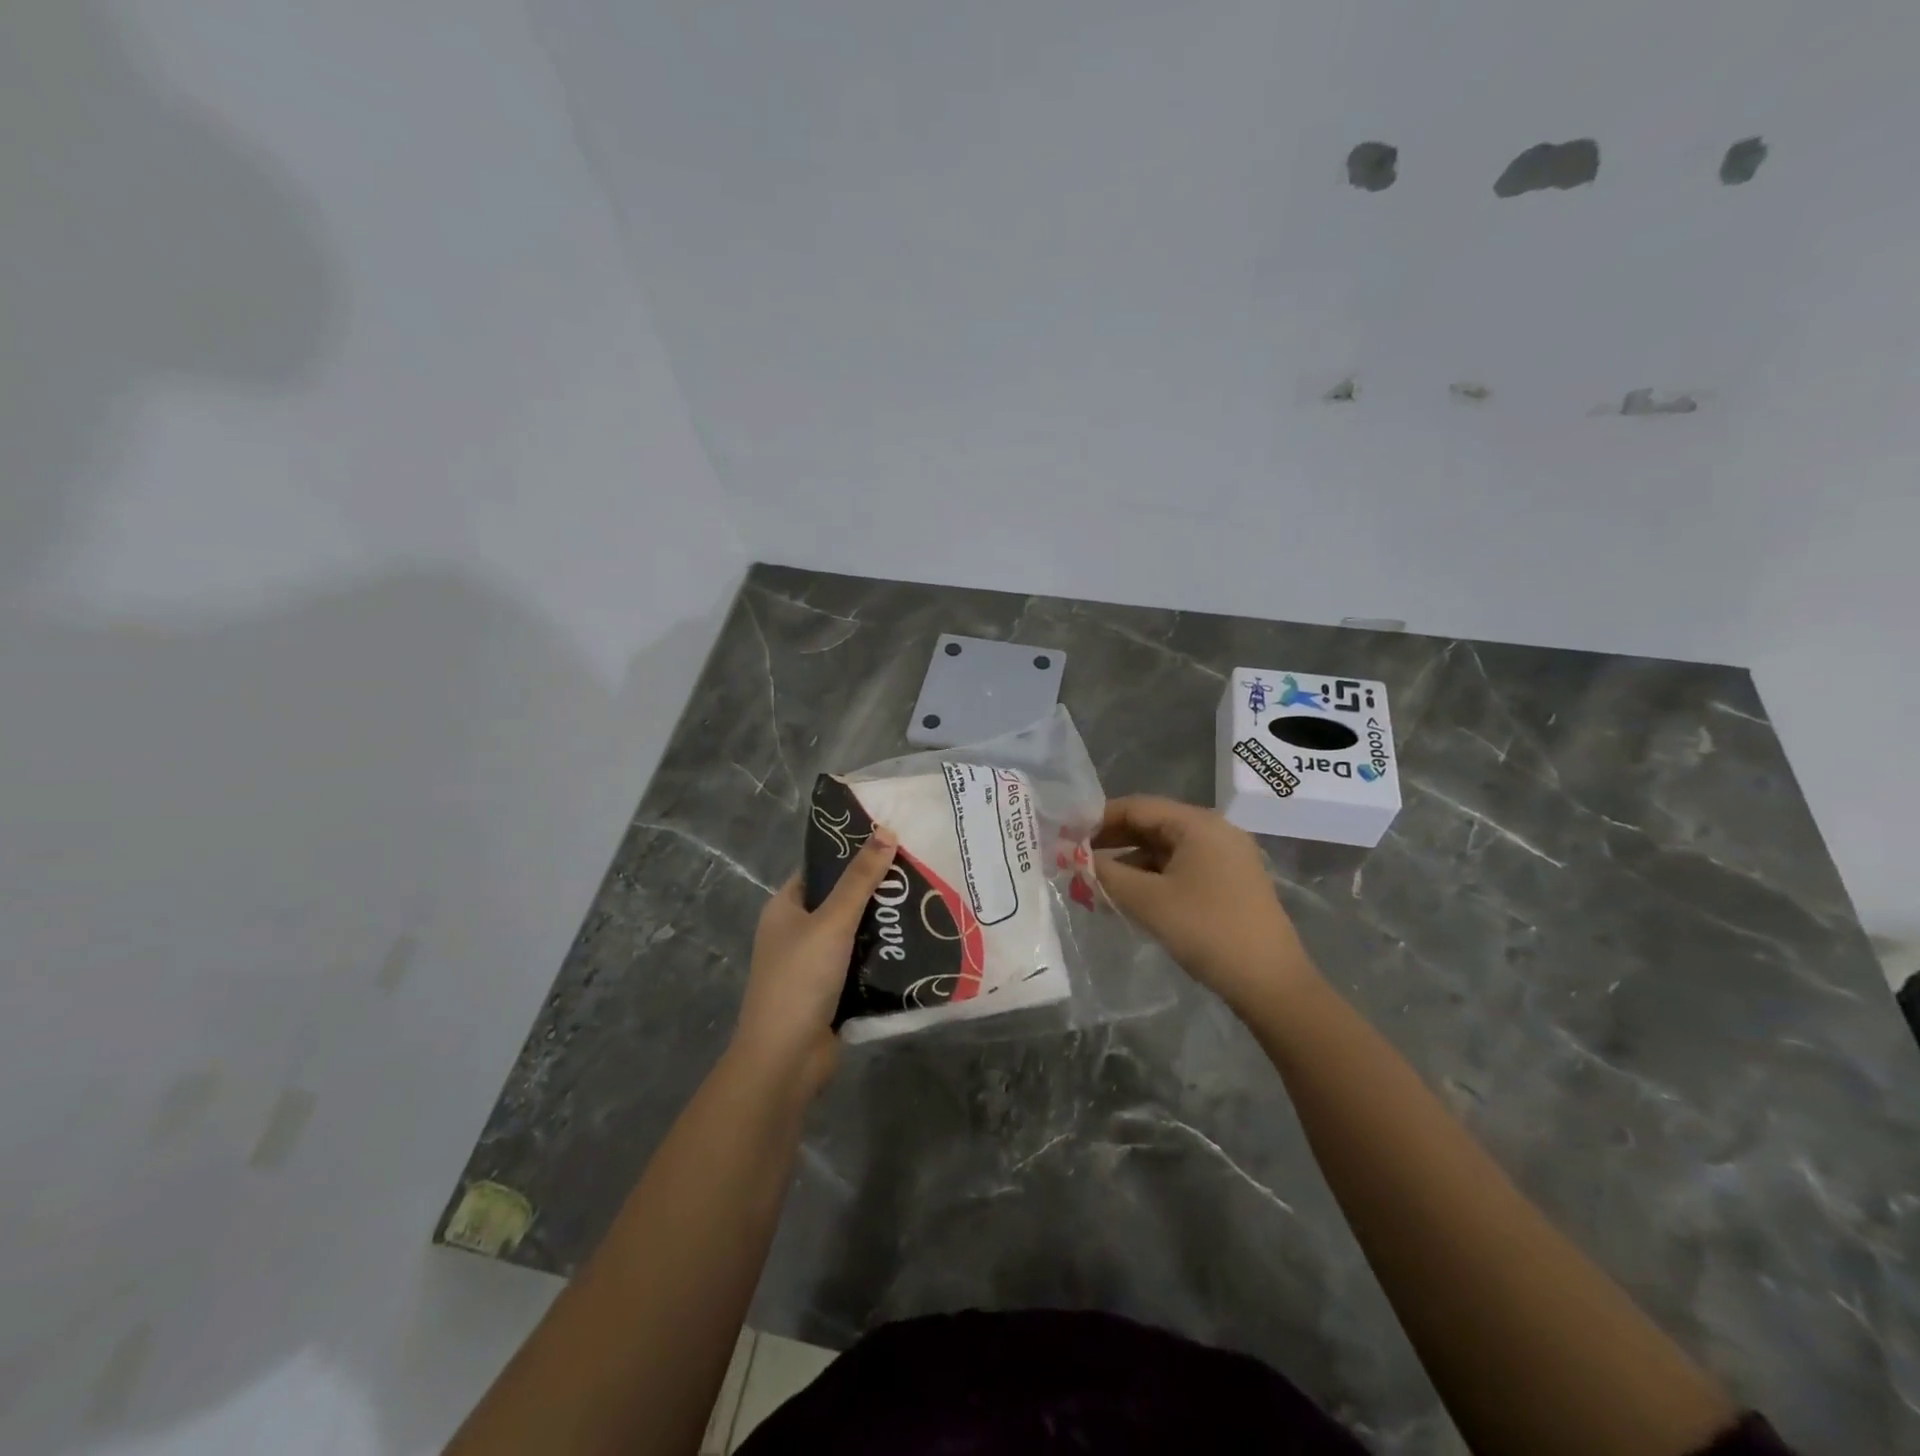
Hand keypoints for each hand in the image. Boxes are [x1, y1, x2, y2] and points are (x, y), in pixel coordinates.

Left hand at [732, 826, 898, 1099]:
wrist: (785, 1060)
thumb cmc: (800, 980)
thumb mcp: (832, 922)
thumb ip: (860, 880)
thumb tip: (886, 830)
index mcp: (785, 908)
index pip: (820, 868)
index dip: (851, 853)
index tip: (891, 841)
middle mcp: (796, 932)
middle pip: (840, 900)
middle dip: (876, 891)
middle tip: (919, 873)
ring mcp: (813, 964)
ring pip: (854, 934)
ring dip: (883, 925)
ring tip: (926, 903)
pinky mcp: (831, 992)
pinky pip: (861, 963)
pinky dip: (883, 956)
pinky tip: (916, 945)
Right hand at [1094, 795, 1317, 1016]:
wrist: (1271, 984)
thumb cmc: (1207, 930)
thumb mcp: (1147, 900)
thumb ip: (1106, 874)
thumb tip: (1075, 860)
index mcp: (1198, 824)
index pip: (1137, 807)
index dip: (1097, 819)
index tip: (1065, 836)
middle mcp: (1215, 832)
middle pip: (1152, 825)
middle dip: (1111, 842)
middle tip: (1075, 860)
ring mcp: (1226, 858)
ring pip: (1165, 850)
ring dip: (1129, 864)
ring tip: (1096, 885)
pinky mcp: (1229, 884)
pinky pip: (1180, 869)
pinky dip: (1151, 879)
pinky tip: (1129, 899)